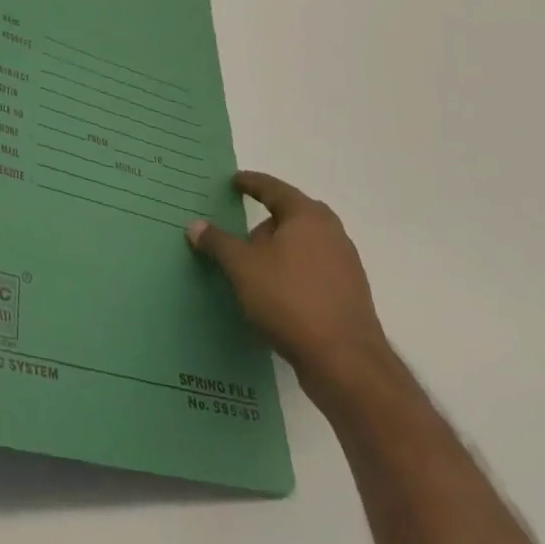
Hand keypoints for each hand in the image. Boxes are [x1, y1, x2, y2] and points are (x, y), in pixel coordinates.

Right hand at [186, 171, 391, 401]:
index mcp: (307, 216)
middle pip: (291, 216)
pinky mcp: (349, 294)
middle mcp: (331, 233)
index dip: (251, 183)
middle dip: (265, 222)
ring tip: (253, 266)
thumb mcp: (242, 267)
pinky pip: (312, 269)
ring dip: (278, 250)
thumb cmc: (290, 300)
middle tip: (240, 232)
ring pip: (303, 245)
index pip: (273, 188)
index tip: (234, 180)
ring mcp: (345, 264)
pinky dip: (292, 271)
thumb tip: (195, 225)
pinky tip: (276, 292)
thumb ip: (218, 242)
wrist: (346, 363)